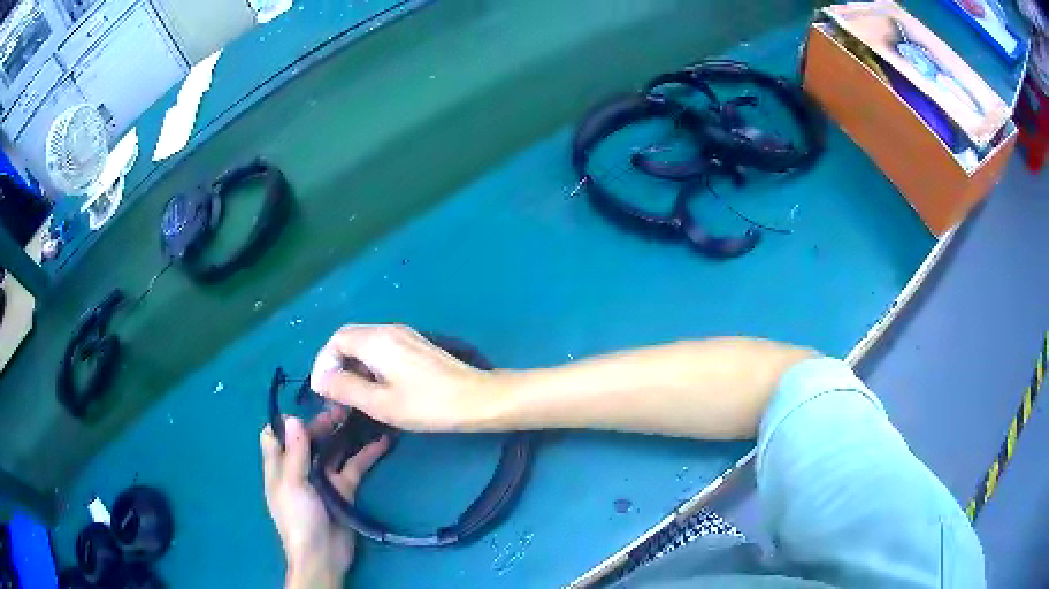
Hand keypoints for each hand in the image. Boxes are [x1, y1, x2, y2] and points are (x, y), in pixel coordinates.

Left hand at [261, 409, 389, 588]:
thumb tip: (292, 418)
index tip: (303, 410)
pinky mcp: (344, 489)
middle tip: (342, 407)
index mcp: (279, 467)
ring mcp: (323, 479)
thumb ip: (294, 453)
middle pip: (308, 440)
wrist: (323, 555)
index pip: (274, 437)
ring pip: (333, 450)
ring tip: (362, 414)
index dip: (284, 424)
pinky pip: (355, 467)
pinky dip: (367, 454)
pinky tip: (383, 441)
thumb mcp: (292, 483)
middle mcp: (300, 469)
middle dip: (322, 423)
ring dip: (345, 434)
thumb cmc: (298, 518)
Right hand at [310, 324, 497, 431]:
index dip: (323, 363)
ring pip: (365, 344)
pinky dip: (369, 365)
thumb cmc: (427, 404)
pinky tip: (375, 388)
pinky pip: (381, 349)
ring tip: (352, 395)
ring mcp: (405, 336)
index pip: (336, 339)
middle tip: (335, 394)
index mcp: (377, 340)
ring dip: (352, 365)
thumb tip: (320, 379)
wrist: (477, 398)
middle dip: (336, 364)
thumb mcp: (380, 403)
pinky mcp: (416, 346)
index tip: (323, 390)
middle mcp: (389, 330)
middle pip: (349, 338)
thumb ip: (346, 388)